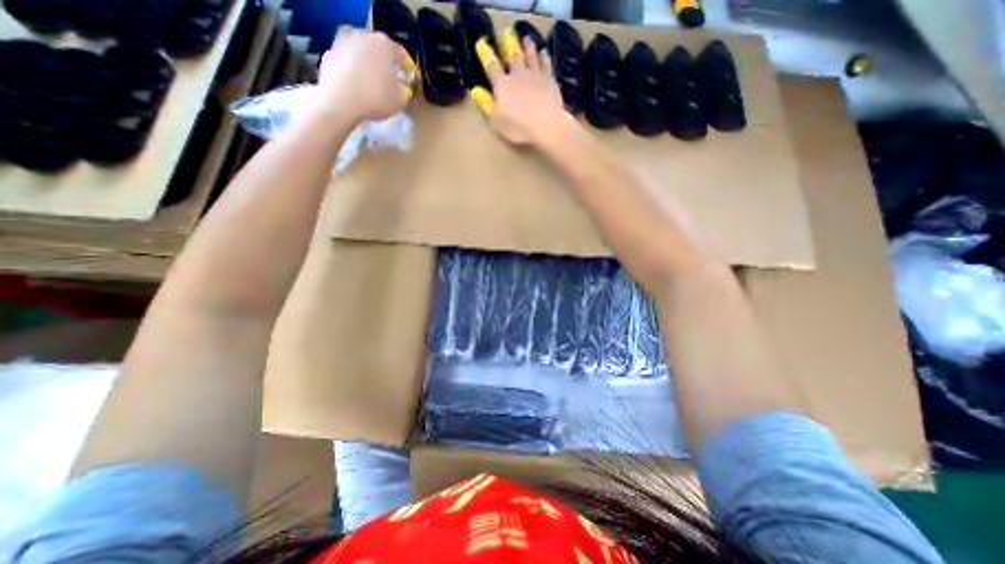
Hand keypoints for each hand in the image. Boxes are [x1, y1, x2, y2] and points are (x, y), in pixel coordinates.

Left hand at [314, 28, 413, 123]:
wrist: (340, 102)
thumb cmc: (376, 98)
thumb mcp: (401, 100)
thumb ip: (406, 90)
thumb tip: (403, 88)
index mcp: (384, 44)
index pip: (401, 54)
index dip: (408, 69)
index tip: (411, 81)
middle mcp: (362, 36)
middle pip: (378, 50)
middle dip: (386, 64)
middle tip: (391, 81)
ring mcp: (342, 42)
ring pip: (361, 54)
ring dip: (367, 66)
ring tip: (372, 84)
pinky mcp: (328, 54)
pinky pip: (347, 63)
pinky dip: (353, 72)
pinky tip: (356, 88)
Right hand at [470, 29, 572, 144]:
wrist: (547, 126)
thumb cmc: (518, 127)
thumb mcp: (496, 120)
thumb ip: (486, 104)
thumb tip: (475, 91)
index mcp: (503, 84)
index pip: (491, 66)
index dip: (485, 55)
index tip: (481, 44)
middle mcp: (518, 74)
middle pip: (513, 56)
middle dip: (508, 45)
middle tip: (507, 34)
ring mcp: (535, 75)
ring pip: (530, 56)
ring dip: (528, 46)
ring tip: (526, 39)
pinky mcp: (550, 80)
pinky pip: (546, 64)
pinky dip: (544, 57)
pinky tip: (544, 52)